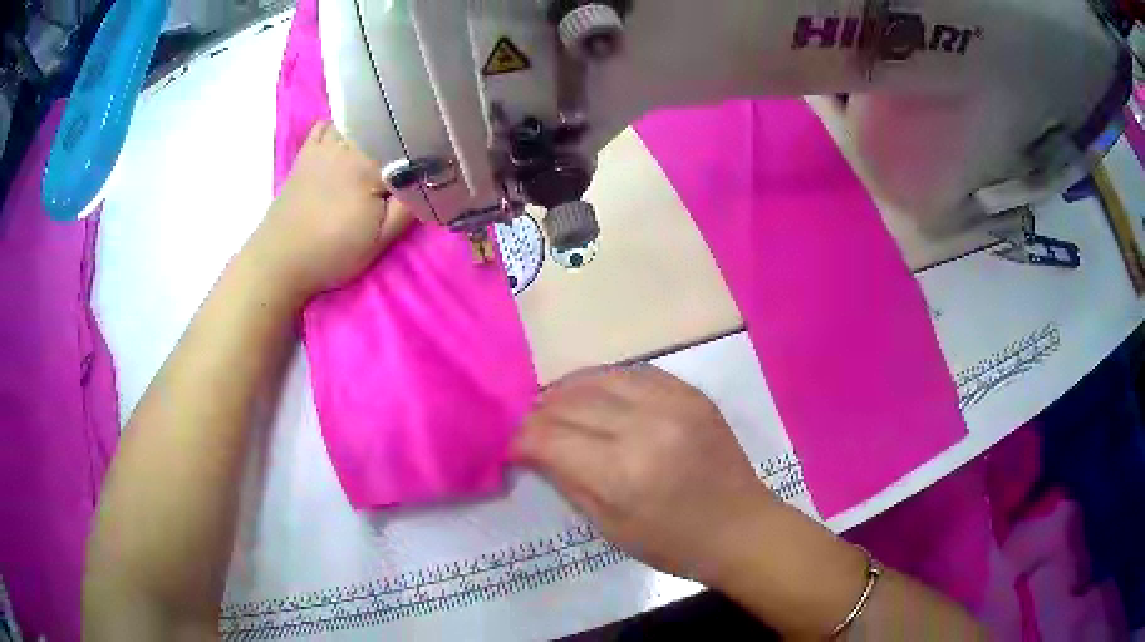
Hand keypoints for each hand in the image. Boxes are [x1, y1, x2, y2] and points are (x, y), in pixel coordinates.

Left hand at [246, 121, 412, 303]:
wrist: (280, 260)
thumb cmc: (331, 253)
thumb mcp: (378, 241)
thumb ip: (407, 209)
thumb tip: (427, 180)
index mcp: (368, 166)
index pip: (406, 143)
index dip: (423, 148)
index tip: (435, 157)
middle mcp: (346, 147)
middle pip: (381, 125)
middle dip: (400, 132)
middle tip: (411, 148)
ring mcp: (323, 147)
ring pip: (355, 120)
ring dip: (371, 126)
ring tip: (383, 139)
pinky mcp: (306, 154)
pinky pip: (327, 125)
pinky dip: (341, 125)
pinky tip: (348, 137)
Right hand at [513, 365, 779, 581]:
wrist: (740, 527)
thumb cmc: (672, 543)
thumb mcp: (608, 526)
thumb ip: (566, 480)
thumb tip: (531, 449)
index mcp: (621, 473)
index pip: (549, 438)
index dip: (521, 439)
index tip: (512, 446)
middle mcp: (645, 427)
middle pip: (570, 402)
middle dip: (539, 413)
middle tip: (529, 425)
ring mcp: (673, 403)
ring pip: (599, 377)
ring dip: (567, 389)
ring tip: (554, 403)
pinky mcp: (691, 392)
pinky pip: (635, 372)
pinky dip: (605, 380)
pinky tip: (595, 393)